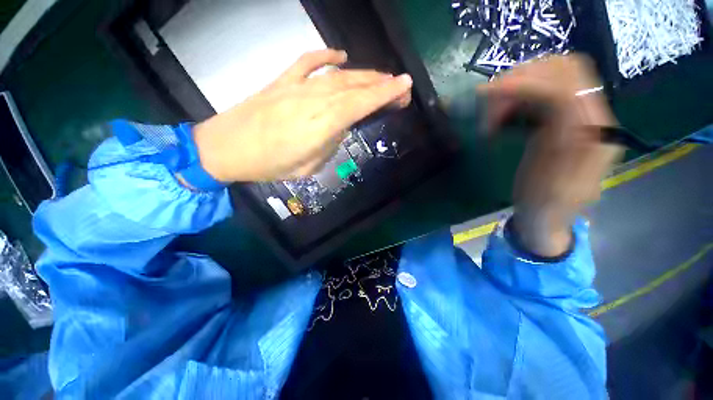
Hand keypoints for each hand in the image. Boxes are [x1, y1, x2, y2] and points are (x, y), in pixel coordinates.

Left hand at [191, 49, 412, 182]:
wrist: (226, 148)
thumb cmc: (270, 165)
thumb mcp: (309, 166)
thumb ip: (329, 144)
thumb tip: (339, 128)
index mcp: (322, 125)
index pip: (361, 103)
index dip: (385, 93)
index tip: (405, 87)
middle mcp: (314, 100)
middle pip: (354, 86)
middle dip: (381, 85)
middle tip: (399, 88)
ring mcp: (297, 87)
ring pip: (338, 75)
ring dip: (363, 75)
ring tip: (379, 79)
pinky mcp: (282, 81)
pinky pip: (308, 62)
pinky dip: (326, 56)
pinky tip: (339, 57)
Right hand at [480, 55, 622, 256]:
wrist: (548, 215)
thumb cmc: (543, 206)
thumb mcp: (548, 181)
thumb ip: (558, 141)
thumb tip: (557, 101)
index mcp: (594, 135)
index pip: (567, 88)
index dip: (528, 84)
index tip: (489, 92)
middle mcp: (593, 116)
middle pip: (563, 70)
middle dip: (521, 80)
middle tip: (488, 104)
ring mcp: (577, 114)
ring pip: (551, 76)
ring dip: (516, 87)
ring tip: (492, 115)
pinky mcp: (561, 118)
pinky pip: (541, 91)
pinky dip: (517, 97)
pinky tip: (502, 116)